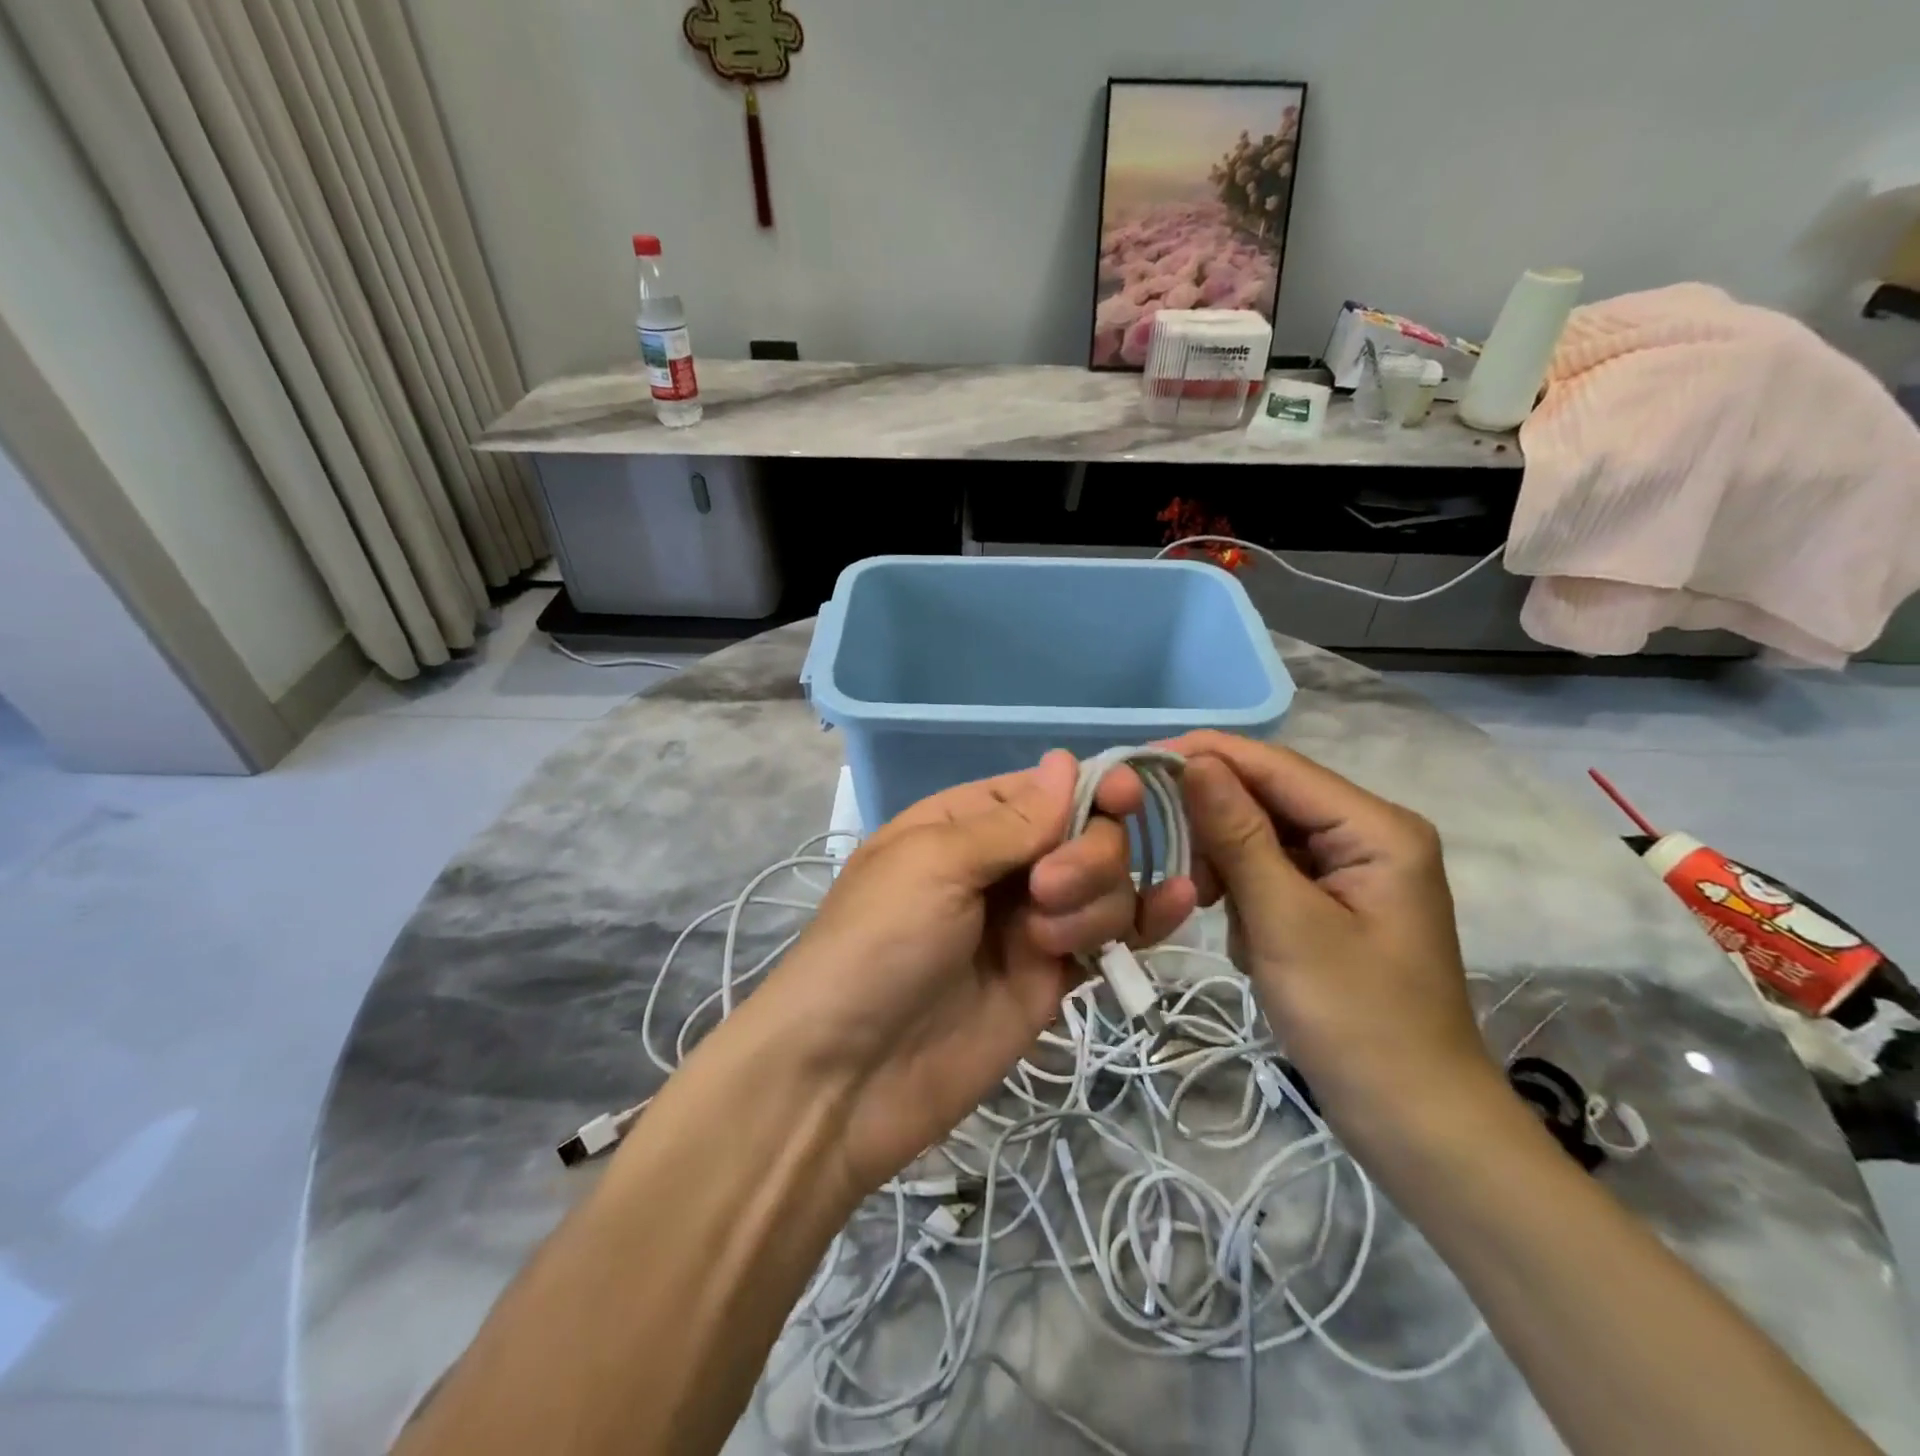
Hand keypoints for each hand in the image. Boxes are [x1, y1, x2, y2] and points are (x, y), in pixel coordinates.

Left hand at [747, 750, 1195, 1194]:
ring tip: (1043, 944)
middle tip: (1045, 892)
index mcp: (964, 823)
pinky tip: (1176, 905)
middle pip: (1087, 833)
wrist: (848, 1077)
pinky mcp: (1054, 977)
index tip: (1127, 796)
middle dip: (1085, 855)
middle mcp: (1003, 865)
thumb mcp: (932, 863)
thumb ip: (1009, 821)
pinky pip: (1112, 936)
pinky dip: (1146, 920)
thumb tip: (1068, 761)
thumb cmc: (876, 945)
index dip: (1091, 788)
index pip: (1046, 789)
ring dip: (1092, 901)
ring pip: (1105, 884)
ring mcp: (1032, 923)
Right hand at [1161, 731, 1500, 1148]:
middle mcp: (1368, 833)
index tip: (1139, 762)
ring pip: (1264, 836)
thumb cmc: (1355, 1021)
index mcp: (1376, 828)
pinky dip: (1245, 894)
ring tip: (1211, 909)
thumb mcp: (1285, 922)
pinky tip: (1243, 934)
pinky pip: (1273, 871)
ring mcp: (1353, 868)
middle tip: (1173, 863)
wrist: (1412, 1121)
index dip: (1208, 756)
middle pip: (1270, 798)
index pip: (1277, 767)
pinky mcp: (1335, 900)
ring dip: (1228, 867)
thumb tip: (1195, 761)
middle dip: (1216, 826)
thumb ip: (1239, 835)